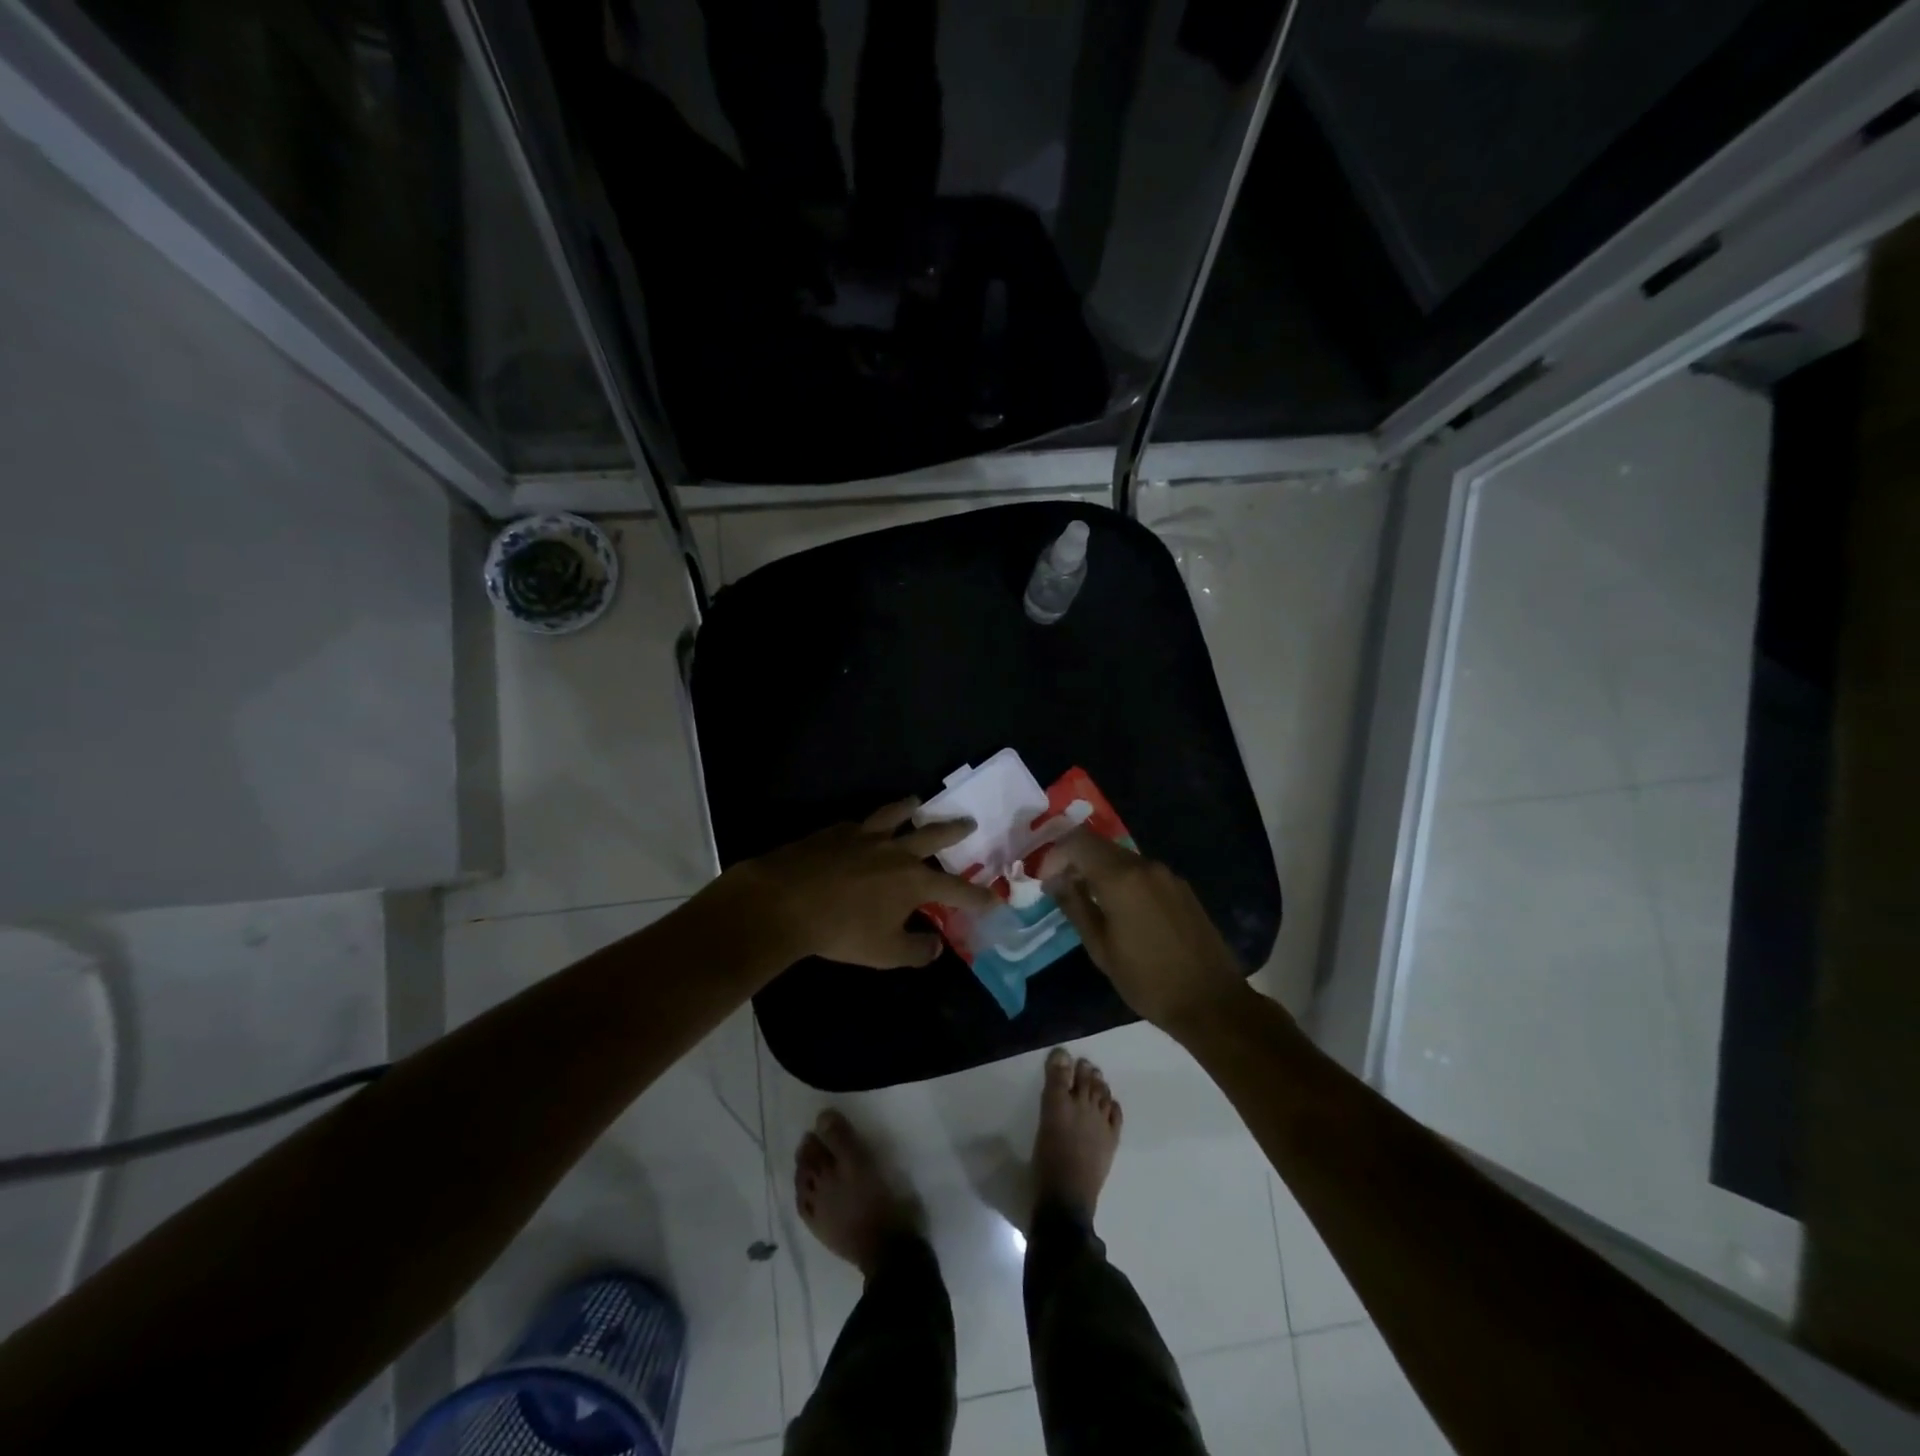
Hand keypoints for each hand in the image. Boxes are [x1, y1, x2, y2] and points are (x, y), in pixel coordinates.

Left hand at [737, 799, 1000, 968]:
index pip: (956, 889)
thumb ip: (916, 950)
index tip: (994, 899)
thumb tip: (936, 947)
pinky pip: (859, 823)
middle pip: (933, 835)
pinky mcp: (836, 831)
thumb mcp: (885, 952)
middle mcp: (896, 851)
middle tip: (969, 822)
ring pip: (895, 814)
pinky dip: (867, 823)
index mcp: (914, 881)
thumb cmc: (842, 931)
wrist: (787, 900)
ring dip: (910, 808)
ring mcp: (865, 836)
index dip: (977, 896)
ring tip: (916, 801)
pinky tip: (863, 825)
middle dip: (954, 830)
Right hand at [1043, 830, 1251, 1031]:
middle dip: (1075, 861)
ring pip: (1121, 858)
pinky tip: (1120, 910)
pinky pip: (1142, 872)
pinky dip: (1122, 880)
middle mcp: (1145, 866)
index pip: (1077, 841)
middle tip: (1061, 889)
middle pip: (1100, 845)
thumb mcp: (1100, 948)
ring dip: (1098, 871)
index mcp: (1121, 878)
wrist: (1211, 1002)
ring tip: (1088, 901)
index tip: (1046, 881)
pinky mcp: (1181, 888)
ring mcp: (1167, 875)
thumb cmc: (1147, 980)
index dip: (1055, 854)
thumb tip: (1054, 881)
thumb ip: (1075, 905)